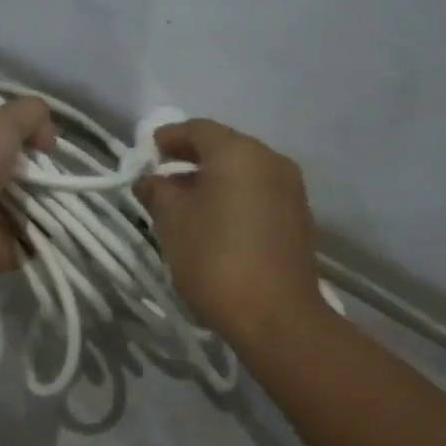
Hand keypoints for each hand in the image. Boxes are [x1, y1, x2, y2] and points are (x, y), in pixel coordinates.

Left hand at [0, 97, 53, 277]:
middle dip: (53, 176)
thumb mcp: (2, 120)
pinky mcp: (7, 249)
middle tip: (62, 178)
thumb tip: (48, 139)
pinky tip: (63, 228)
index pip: (14, 141)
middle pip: (32, 176)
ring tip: (66, 203)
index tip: (50, 146)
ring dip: (57, 206)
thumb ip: (32, 114)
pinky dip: (54, 238)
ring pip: (40, 209)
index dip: (36, 140)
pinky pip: (40, 242)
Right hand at [136, 120, 322, 343]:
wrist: (275, 316)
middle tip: (162, 176)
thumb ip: (157, 192)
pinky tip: (214, 221)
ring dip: (213, 179)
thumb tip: (150, 180)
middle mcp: (270, 161)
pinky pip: (259, 193)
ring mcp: (290, 189)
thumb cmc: (215, 260)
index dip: (169, 137)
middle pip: (225, 147)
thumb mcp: (172, 223)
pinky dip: (234, 197)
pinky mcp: (298, 217)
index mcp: (238, 153)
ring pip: (244, 172)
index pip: (198, 129)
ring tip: (184, 203)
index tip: (148, 151)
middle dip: (191, 158)